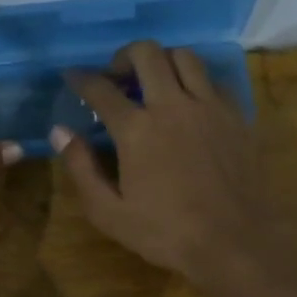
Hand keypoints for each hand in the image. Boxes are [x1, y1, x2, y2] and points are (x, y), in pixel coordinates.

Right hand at [53, 42, 296, 296]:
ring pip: (184, 56)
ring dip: (162, 61)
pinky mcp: (236, 115)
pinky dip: (195, 81)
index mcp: (137, 129)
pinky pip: (213, 80)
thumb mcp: (109, 212)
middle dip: (124, 56)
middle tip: (117, 76)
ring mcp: (209, 106)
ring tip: (154, 81)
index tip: (72, 76)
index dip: (81, 78)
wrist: (236, 242)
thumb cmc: (166, 232)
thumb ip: (81, 168)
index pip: (101, 89)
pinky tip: (189, 102)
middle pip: (146, 53)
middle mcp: (172, 105)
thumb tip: (61, 131)